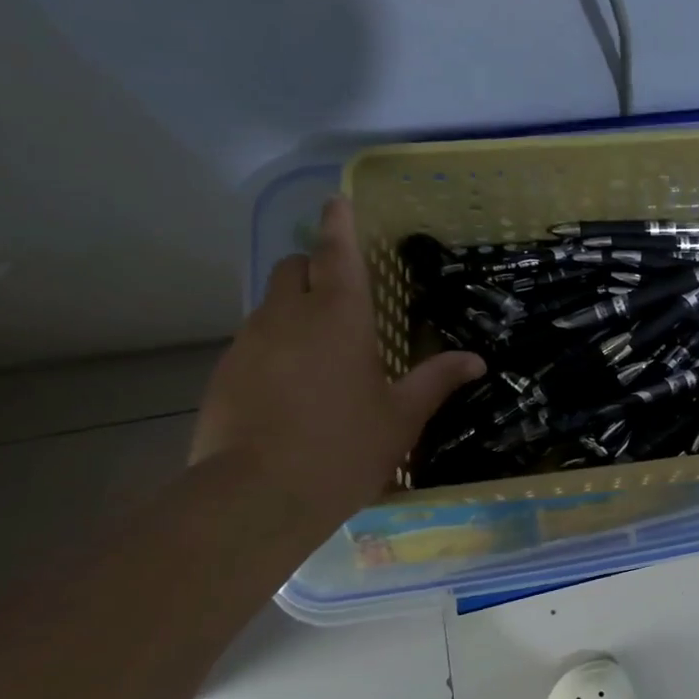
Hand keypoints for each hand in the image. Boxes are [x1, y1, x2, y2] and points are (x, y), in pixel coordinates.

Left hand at [191, 197, 484, 534]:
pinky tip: (290, 389)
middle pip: (294, 268)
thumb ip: (436, 380)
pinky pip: (253, 341)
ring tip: (320, 353)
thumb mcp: (401, 417)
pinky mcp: (223, 373)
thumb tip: (476, 360)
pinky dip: (274, 346)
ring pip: (271, 305)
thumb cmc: (342, 449)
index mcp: (339, 317)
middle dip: (314, 267)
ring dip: (294, 310)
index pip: (337, 251)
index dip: (339, 223)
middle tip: (341, 296)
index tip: (337, 200)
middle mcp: (289, 316)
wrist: (254, 498)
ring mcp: (248, 343)